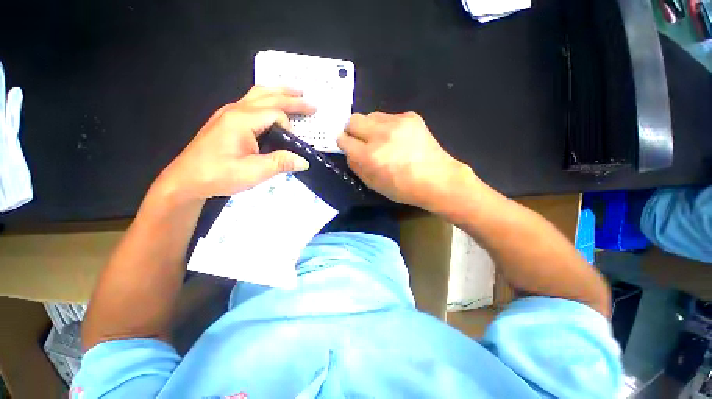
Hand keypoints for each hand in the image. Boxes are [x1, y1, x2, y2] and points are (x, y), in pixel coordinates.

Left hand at [155, 86, 314, 201]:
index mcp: (242, 120)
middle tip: (311, 104)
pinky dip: (267, 98)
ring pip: (258, 94)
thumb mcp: (253, 172)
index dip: (289, 129)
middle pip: (269, 96)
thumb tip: (304, 161)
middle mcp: (235, 110)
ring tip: (295, 93)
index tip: (293, 146)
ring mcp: (229, 113)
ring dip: (279, 93)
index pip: (276, 114)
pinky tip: (272, 104)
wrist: (186, 180)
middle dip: (292, 99)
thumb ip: (281, 163)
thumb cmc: (218, 175)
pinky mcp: (226, 120)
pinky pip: (251, 101)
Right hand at [337, 111, 470, 210]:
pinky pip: (389, 116)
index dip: (343, 143)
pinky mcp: (411, 116)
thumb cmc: (403, 189)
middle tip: (361, 141)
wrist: (438, 179)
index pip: (343, 139)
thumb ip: (356, 166)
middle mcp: (380, 135)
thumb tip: (349, 151)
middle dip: (352, 130)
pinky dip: (387, 126)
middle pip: (352, 120)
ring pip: (370, 115)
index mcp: (370, 156)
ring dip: (370, 127)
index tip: (347, 146)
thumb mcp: (373, 185)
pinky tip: (398, 138)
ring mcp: (397, 122)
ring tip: (381, 139)